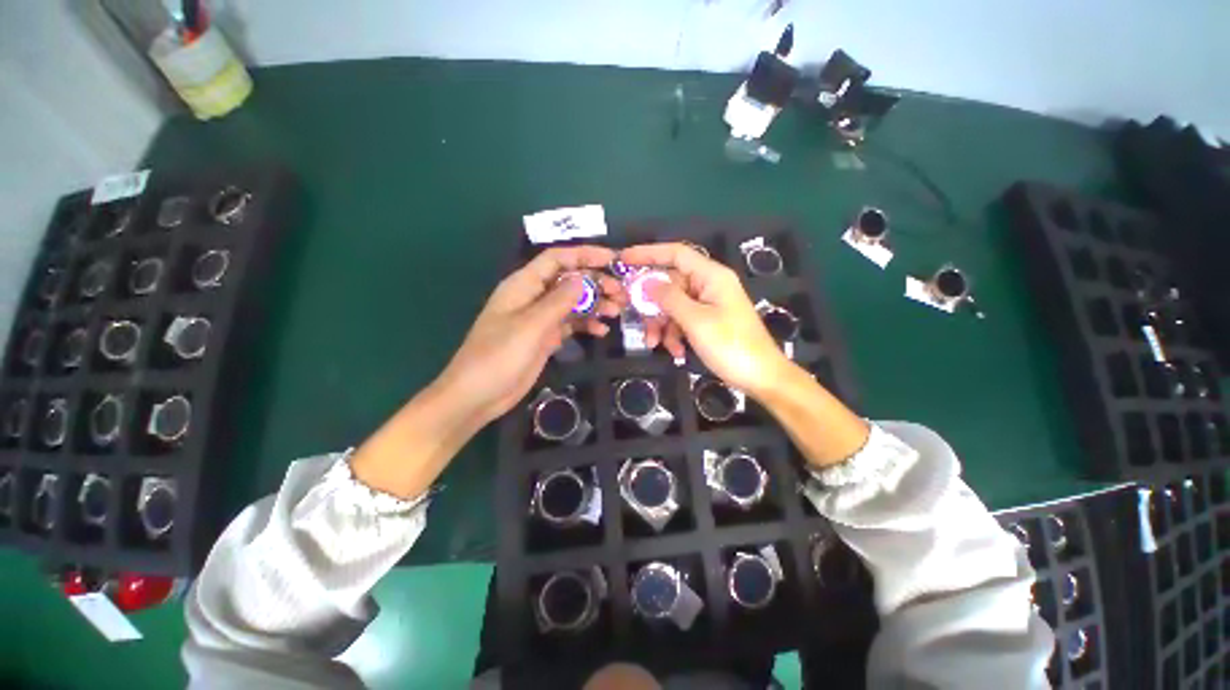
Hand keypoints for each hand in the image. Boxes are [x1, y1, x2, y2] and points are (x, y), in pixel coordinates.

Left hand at [352, 246, 622, 498]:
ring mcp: (540, 319)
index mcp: (523, 285)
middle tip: (621, 293)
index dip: (584, 255)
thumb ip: (558, 301)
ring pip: (573, 303)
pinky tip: (602, 331)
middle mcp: (533, 297)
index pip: (557, 259)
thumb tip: (582, 279)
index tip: (612, 260)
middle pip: (568, 280)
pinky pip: (570, 324)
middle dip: (595, 282)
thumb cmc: (499, 356)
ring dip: (595, 304)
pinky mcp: (546, 337)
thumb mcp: (531, 326)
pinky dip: (586, 325)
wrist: (478, 395)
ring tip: (617, 311)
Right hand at [619, 243, 790, 397]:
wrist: (761, 377)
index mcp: (711, 276)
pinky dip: (674, 335)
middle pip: (670, 284)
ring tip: (654, 344)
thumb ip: (669, 298)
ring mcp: (708, 305)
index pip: (676, 253)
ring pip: (673, 305)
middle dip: (652, 304)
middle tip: (635, 317)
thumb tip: (646, 282)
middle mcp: (709, 285)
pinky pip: (682, 321)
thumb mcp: (695, 321)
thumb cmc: (731, 345)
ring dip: (661, 324)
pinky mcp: (707, 322)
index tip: (623, 260)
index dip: (648, 253)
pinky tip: (676, 352)